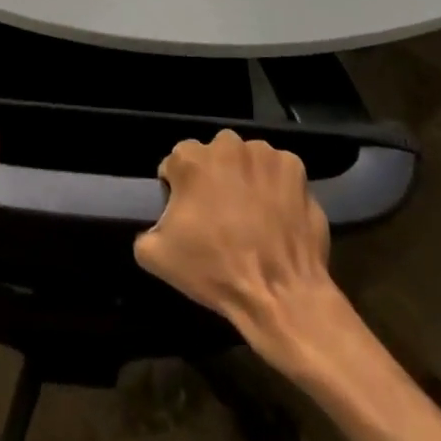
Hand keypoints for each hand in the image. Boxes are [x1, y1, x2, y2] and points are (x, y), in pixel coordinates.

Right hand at [134, 130, 336, 352]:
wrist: (280, 294)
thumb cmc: (215, 270)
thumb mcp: (157, 257)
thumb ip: (146, 230)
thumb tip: (155, 226)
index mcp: (190, 159)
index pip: (176, 164)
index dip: (179, 190)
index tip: (188, 217)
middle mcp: (226, 145)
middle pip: (212, 156)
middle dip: (213, 178)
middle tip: (220, 216)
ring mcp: (264, 154)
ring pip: (246, 160)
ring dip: (245, 178)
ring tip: (252, 216)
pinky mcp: (294, 168)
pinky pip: (278, 172)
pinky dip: (276, 186)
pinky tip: (277, 215)